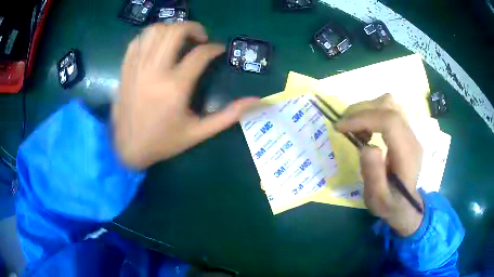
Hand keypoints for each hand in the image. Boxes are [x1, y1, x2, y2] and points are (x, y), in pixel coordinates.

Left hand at [112, 22, 258, 168]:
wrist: (127, 148)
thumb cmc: (163, 142)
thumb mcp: (199, 132)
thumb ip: (229, 115)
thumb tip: (258, 101)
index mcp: (176, 87)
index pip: (201, 54)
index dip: (215, 48)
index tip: (219, 50)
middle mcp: (155, 71)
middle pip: (176, 31)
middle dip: (194, 28)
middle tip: (200, 38)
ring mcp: (137, 67)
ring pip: (155, 30)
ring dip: (171, 29)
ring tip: (179, 39)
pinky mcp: (126, 68)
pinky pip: (138, 40)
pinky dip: (150, 36)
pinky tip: (157, 45)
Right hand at [337, 94, 423, 235]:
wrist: (406, 205)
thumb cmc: (390, 205)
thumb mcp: (378, 199)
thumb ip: (374, 175)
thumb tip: (366, 146)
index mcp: (407, 155)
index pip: (390, 121)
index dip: (364, 118)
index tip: (341, 127)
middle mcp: (412, 138)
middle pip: (389, 106)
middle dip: (361, 110)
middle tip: (343, 125)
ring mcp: (410, 132)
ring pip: (389, 103)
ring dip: (367, 109)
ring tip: (353, 126)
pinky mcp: (406, 131)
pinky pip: (389, 110)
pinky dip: (372, 112)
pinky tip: (365, 128)